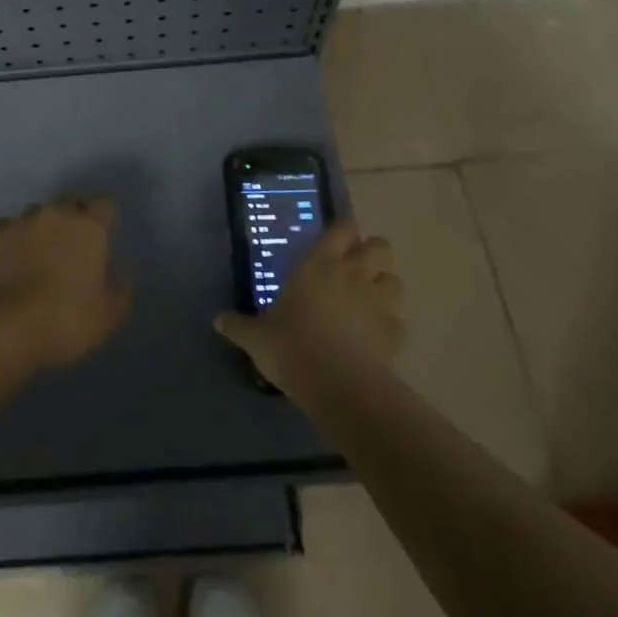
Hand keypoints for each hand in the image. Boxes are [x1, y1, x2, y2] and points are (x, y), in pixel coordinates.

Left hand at [0, 197, 131, 369]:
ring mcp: (22, 220)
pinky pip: (7, 228)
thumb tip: (123, 272)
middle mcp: (56, 214)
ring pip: (36, 213)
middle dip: (73, 217)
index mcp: (90, 228)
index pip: (106, 204)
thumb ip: (120, 290)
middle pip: (70, 202)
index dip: (105, 217)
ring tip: (36, 254)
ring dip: (41, 227)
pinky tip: (8, 261)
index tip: (104, 235)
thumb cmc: (63, 321)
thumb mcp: (106, 317)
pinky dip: (11, 240)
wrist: (1, 325)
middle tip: (71, 246)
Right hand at [215, 222, 404, 397]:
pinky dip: (391, 324)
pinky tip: (377, 337)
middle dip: (371, 254)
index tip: (337, 240)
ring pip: (395, 279)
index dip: (343, 231)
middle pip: (379, 246)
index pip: (342, 229)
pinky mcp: (397, 332)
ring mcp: (380, 301)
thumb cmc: (293, 348)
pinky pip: (400, 319)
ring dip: (384, 286)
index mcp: (319, 264)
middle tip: (354, 270)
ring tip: (369, 301)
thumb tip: (217, 321)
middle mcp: (353, 273)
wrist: (341, 388)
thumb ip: (239, 326)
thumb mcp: (257, 338)